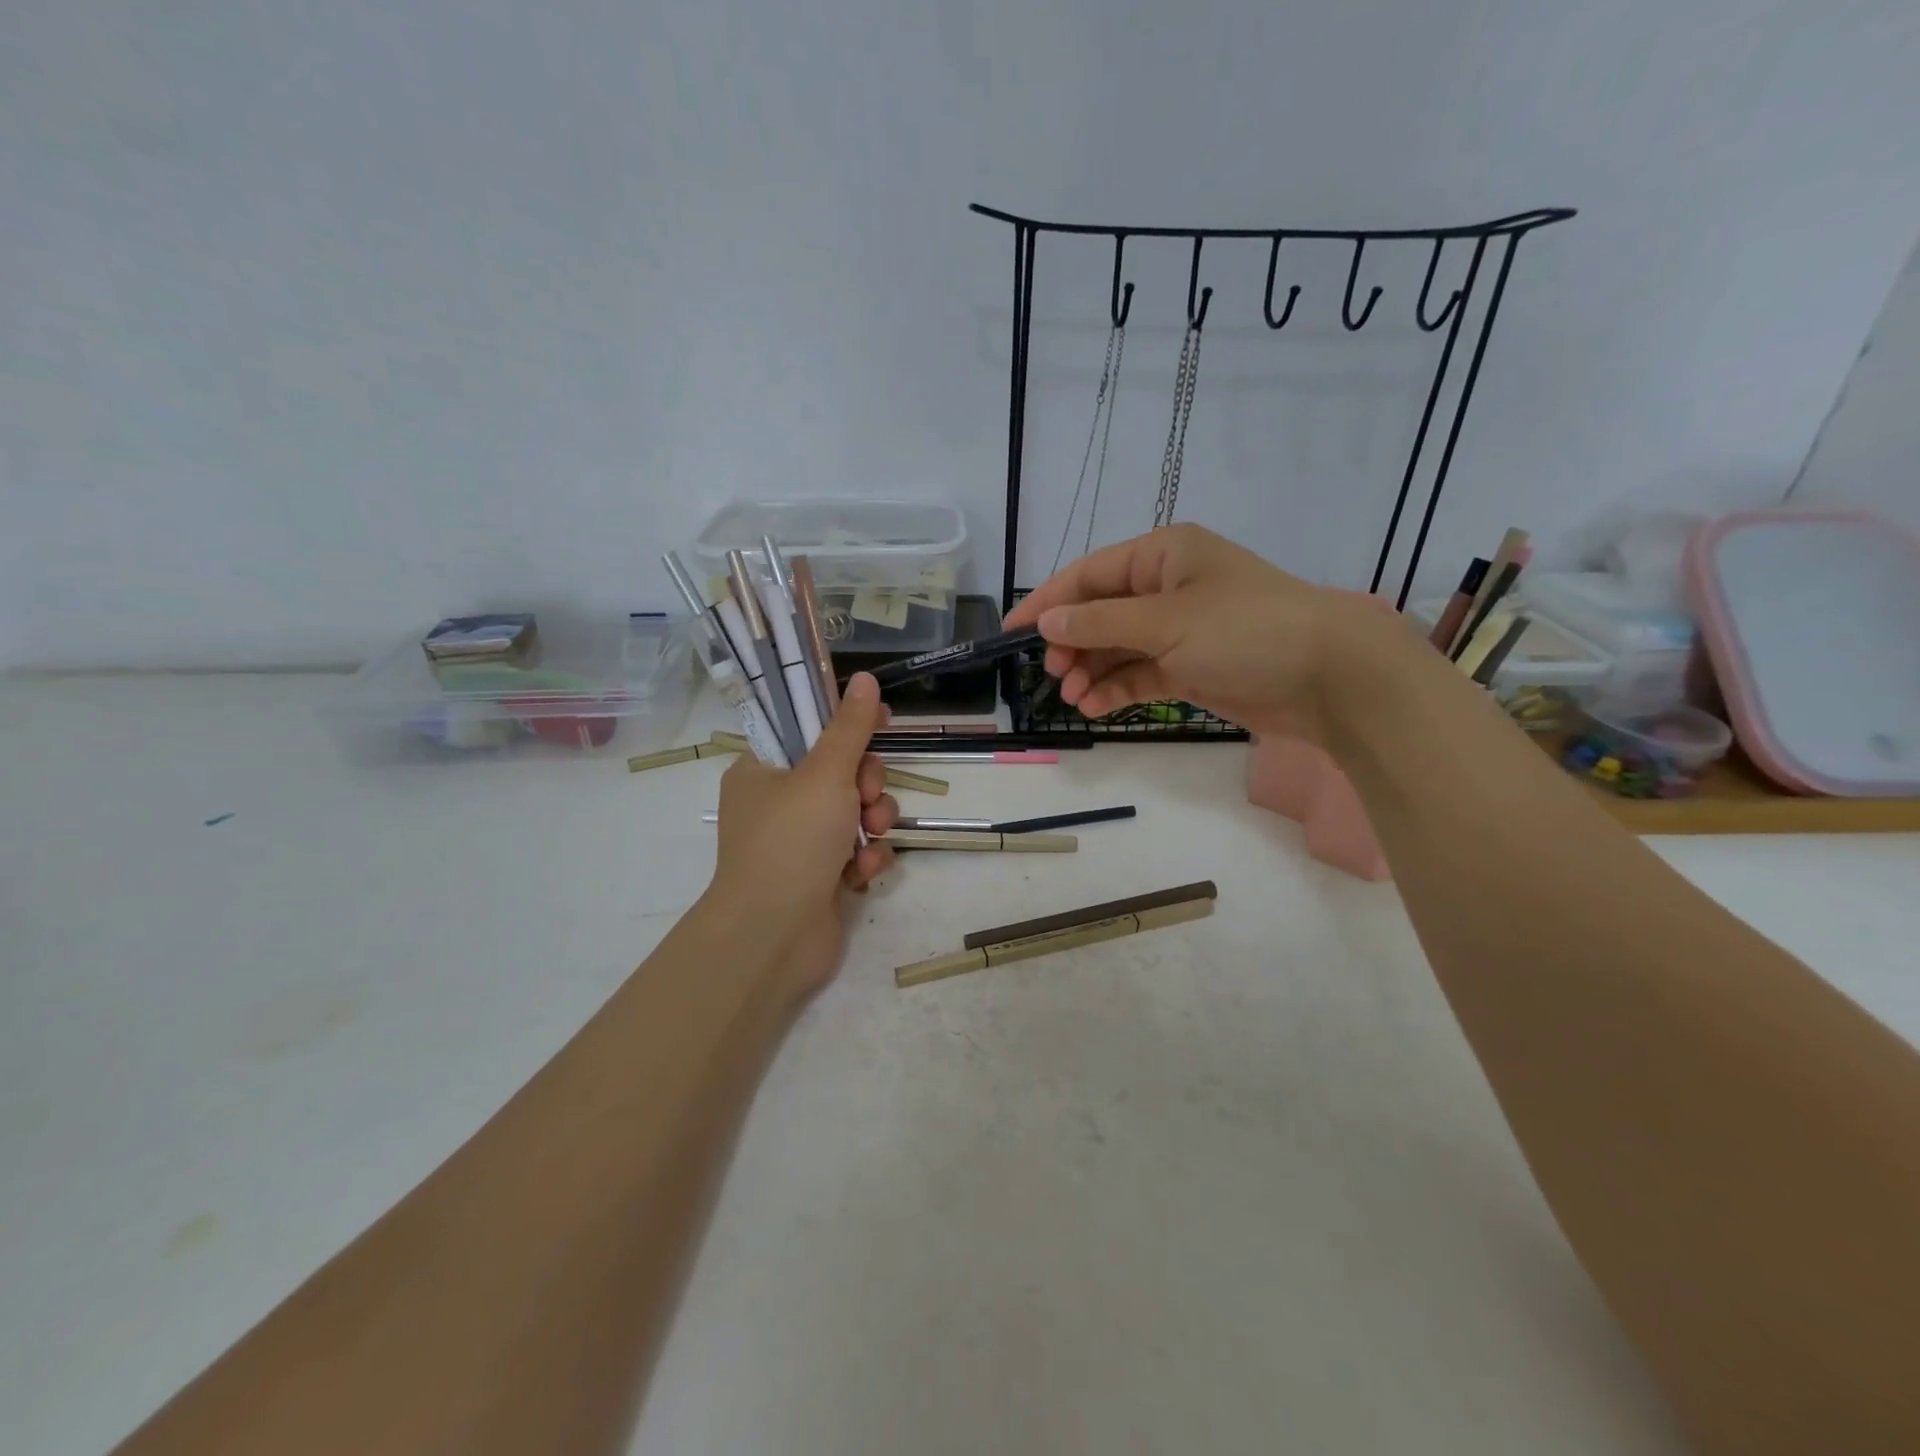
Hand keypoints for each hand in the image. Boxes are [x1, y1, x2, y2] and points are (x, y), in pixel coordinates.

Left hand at [706, 673, 898, 994]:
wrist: (773, 937)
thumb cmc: (791, 841)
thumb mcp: (825, 773)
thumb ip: (850, 727)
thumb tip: (865, 678)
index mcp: (762, 772)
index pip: (809, 731)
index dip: (847, 725)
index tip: (882, 722)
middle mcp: (778, 804)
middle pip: (841, 773)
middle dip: (867, 784)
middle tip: (867, 795)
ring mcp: (800, 844)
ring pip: (856, 813)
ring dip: (873, 822)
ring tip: (870, 837)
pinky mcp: (821, 878)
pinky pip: (857, 852)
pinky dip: (866, 858)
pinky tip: (863, 873)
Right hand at [1004, 523, 1381, 743]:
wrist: (1328, 676)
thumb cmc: (1245, 630)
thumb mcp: (1166, 621)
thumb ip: (1101, 622)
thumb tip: (1048, 621)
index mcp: (1162, 555)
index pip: (1089, 574)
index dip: (1047, 601)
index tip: (1011, 632)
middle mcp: (1167, 587)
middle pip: (1100, 612)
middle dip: (1073, 643)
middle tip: (1054, 674)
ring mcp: (1180, 629)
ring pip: (1118, 647)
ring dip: (1092, 670)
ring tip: (1073, 696)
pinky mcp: (1192, 667)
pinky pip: (1140, 674)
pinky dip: (1117, 689)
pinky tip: (1096, 708)